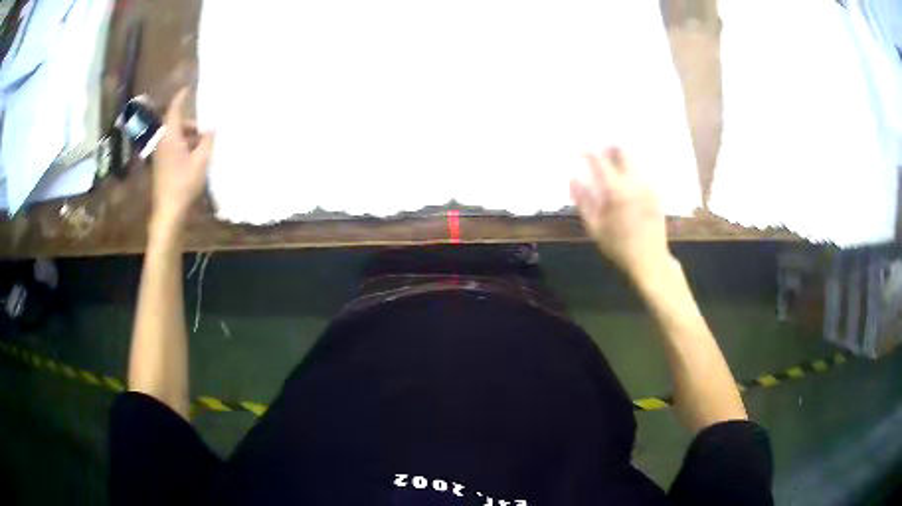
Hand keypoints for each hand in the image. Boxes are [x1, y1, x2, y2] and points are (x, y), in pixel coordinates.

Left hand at [151, 88, 214, 229]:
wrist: (168, 211)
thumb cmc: (184, 183)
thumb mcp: (201, 160)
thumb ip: (207, 140)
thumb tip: (212, 129)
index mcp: (170, 135)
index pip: (175, 108)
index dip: (182, 96)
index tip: (189, 86)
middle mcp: (163, 141)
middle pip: (176, 123)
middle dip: (191, 122)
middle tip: (207, 126)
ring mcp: (161, 154)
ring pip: (176, 137)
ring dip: (189, 136)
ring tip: (204, 144)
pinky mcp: (162, 166)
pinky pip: (174, 148)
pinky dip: (185, 146)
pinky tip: (196, 156)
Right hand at [570, 147, 671, 282]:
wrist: (650, 259)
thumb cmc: (618, 246)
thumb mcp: (594, 226)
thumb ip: (582, 199)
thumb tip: (572, 178)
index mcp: (616, 190)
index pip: (600, 160)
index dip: (588, 152)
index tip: (581, 151)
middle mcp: (634, 182)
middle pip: (623, 151)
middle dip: (609, 147)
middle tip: (599, 152)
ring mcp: (648, 185)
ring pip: (634, 159)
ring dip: (621, 157)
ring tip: (611, 164)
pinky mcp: (656, 192)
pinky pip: (642, 171)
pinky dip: (631, 169)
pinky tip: (625, 180)